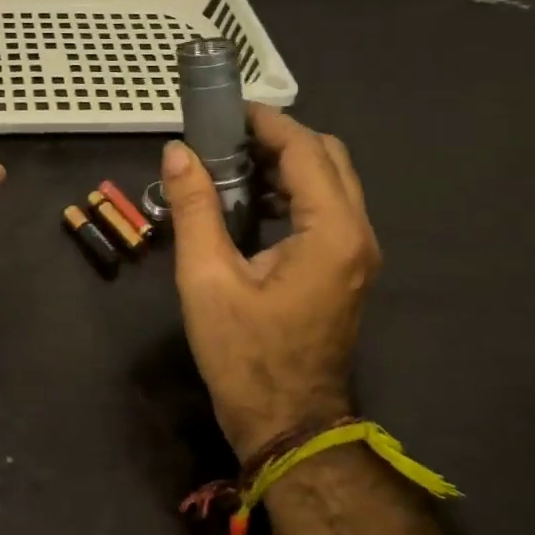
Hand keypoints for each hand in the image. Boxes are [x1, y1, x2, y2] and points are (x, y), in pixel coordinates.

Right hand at [159, 104, 380, 461]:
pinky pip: (328, 209)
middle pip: (328, 158)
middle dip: (280, 138)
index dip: (267, 122)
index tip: (225, 110)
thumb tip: (177, 152)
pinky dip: (294, 191)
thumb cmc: (244, 355)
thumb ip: (194, 209)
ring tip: (232, 163)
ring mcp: (357, 254)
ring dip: (288, 163)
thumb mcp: (206, 279)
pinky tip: (253, 202)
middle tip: (226, 137)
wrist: (287, 423)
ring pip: (332, 182)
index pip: (305, 151)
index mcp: (331, 232)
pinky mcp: (346, 269)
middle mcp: (357, 234)